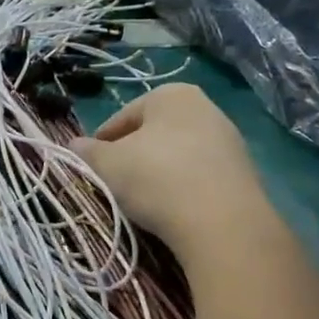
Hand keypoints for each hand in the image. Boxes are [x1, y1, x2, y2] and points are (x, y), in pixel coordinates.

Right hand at [73, 84, 274, 263]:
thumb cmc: (156, 179)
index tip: (91, 167)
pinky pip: (199, 175)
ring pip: (177, 154)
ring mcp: (229, 140)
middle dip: (132, 156)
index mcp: (171, 95)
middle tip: (114, 183)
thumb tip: (74, 144)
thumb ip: (87, 152)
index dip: (101, 143)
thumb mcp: (108, 164)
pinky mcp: (244, 172)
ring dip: (157, 173)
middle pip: (153, 134)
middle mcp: (205, 108)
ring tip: (142, 200)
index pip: (122, 117)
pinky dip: (182, 187)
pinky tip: (172, 210)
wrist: (222, 223)